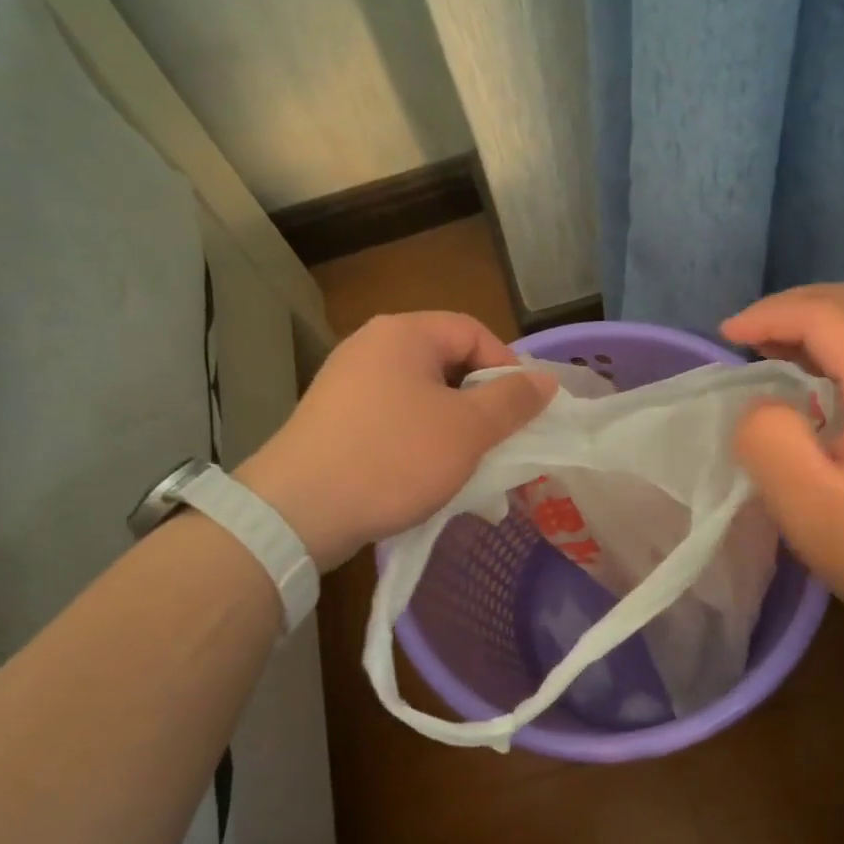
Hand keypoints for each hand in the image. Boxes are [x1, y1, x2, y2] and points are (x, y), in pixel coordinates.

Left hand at [235, 312, 552, 569]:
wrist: (298, 511)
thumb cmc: (394, 458)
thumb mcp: (467, 430)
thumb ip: (512, 401)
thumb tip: (546, 380)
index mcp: (404, 333)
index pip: (473, 331)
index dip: (507, 367)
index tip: (523, 411)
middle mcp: (371, 346)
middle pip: (447, 362)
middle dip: (481, 401)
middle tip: (501, 440)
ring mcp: (346, 382)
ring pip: (421, 394)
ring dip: (453, 425)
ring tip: (470, 463)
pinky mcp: (333, 418)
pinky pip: (393, 417)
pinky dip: (419, 439)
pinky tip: (428, 474)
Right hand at [722, 284, 843, 656]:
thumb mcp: (810, 502)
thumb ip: (768, 438)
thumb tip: (760, 407)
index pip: (826, 313)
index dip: (769, 315)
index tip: (723, 338)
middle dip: (788, 310)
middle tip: (740, 338)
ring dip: (811, 328)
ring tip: (764, 352)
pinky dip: (832, 352)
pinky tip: (808, 386)